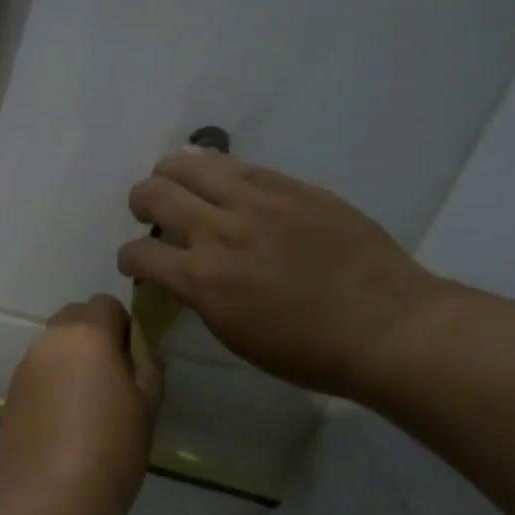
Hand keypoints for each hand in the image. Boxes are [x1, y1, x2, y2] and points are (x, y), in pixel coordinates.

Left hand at [0, 296, 163, 514]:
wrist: (54, 496)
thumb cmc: (113, 447)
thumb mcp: (148, 405)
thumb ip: (147, 365)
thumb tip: (140, 349)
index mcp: (86, 334)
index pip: (105, 304)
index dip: (122, 326)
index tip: (131, 360)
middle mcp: (49, 341)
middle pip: (73, 319)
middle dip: (92, 337)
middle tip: (109, 379)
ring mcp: (23, 368)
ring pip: (51, 348)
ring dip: (69, 362)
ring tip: (84, 407)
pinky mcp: (8, 396)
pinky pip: (35, 376)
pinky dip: (50, 386)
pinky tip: (61, 425)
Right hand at [117, 151, 444, 395]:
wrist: (386, 326)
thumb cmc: (307, 351)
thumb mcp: (234, 335)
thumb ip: (198, 295)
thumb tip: (181, 273)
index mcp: (202, 279)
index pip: (137, 254)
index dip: (128, 259)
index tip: (139, 265)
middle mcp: (220, 231)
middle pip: (152, 193)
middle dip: (140, 204)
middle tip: (151, 216)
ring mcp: (258, 201)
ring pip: (191, 163)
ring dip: (172, 174)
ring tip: (182, 187)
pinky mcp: (291, 186)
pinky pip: (240, 166)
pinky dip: (220, 174)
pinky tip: (228, 187)